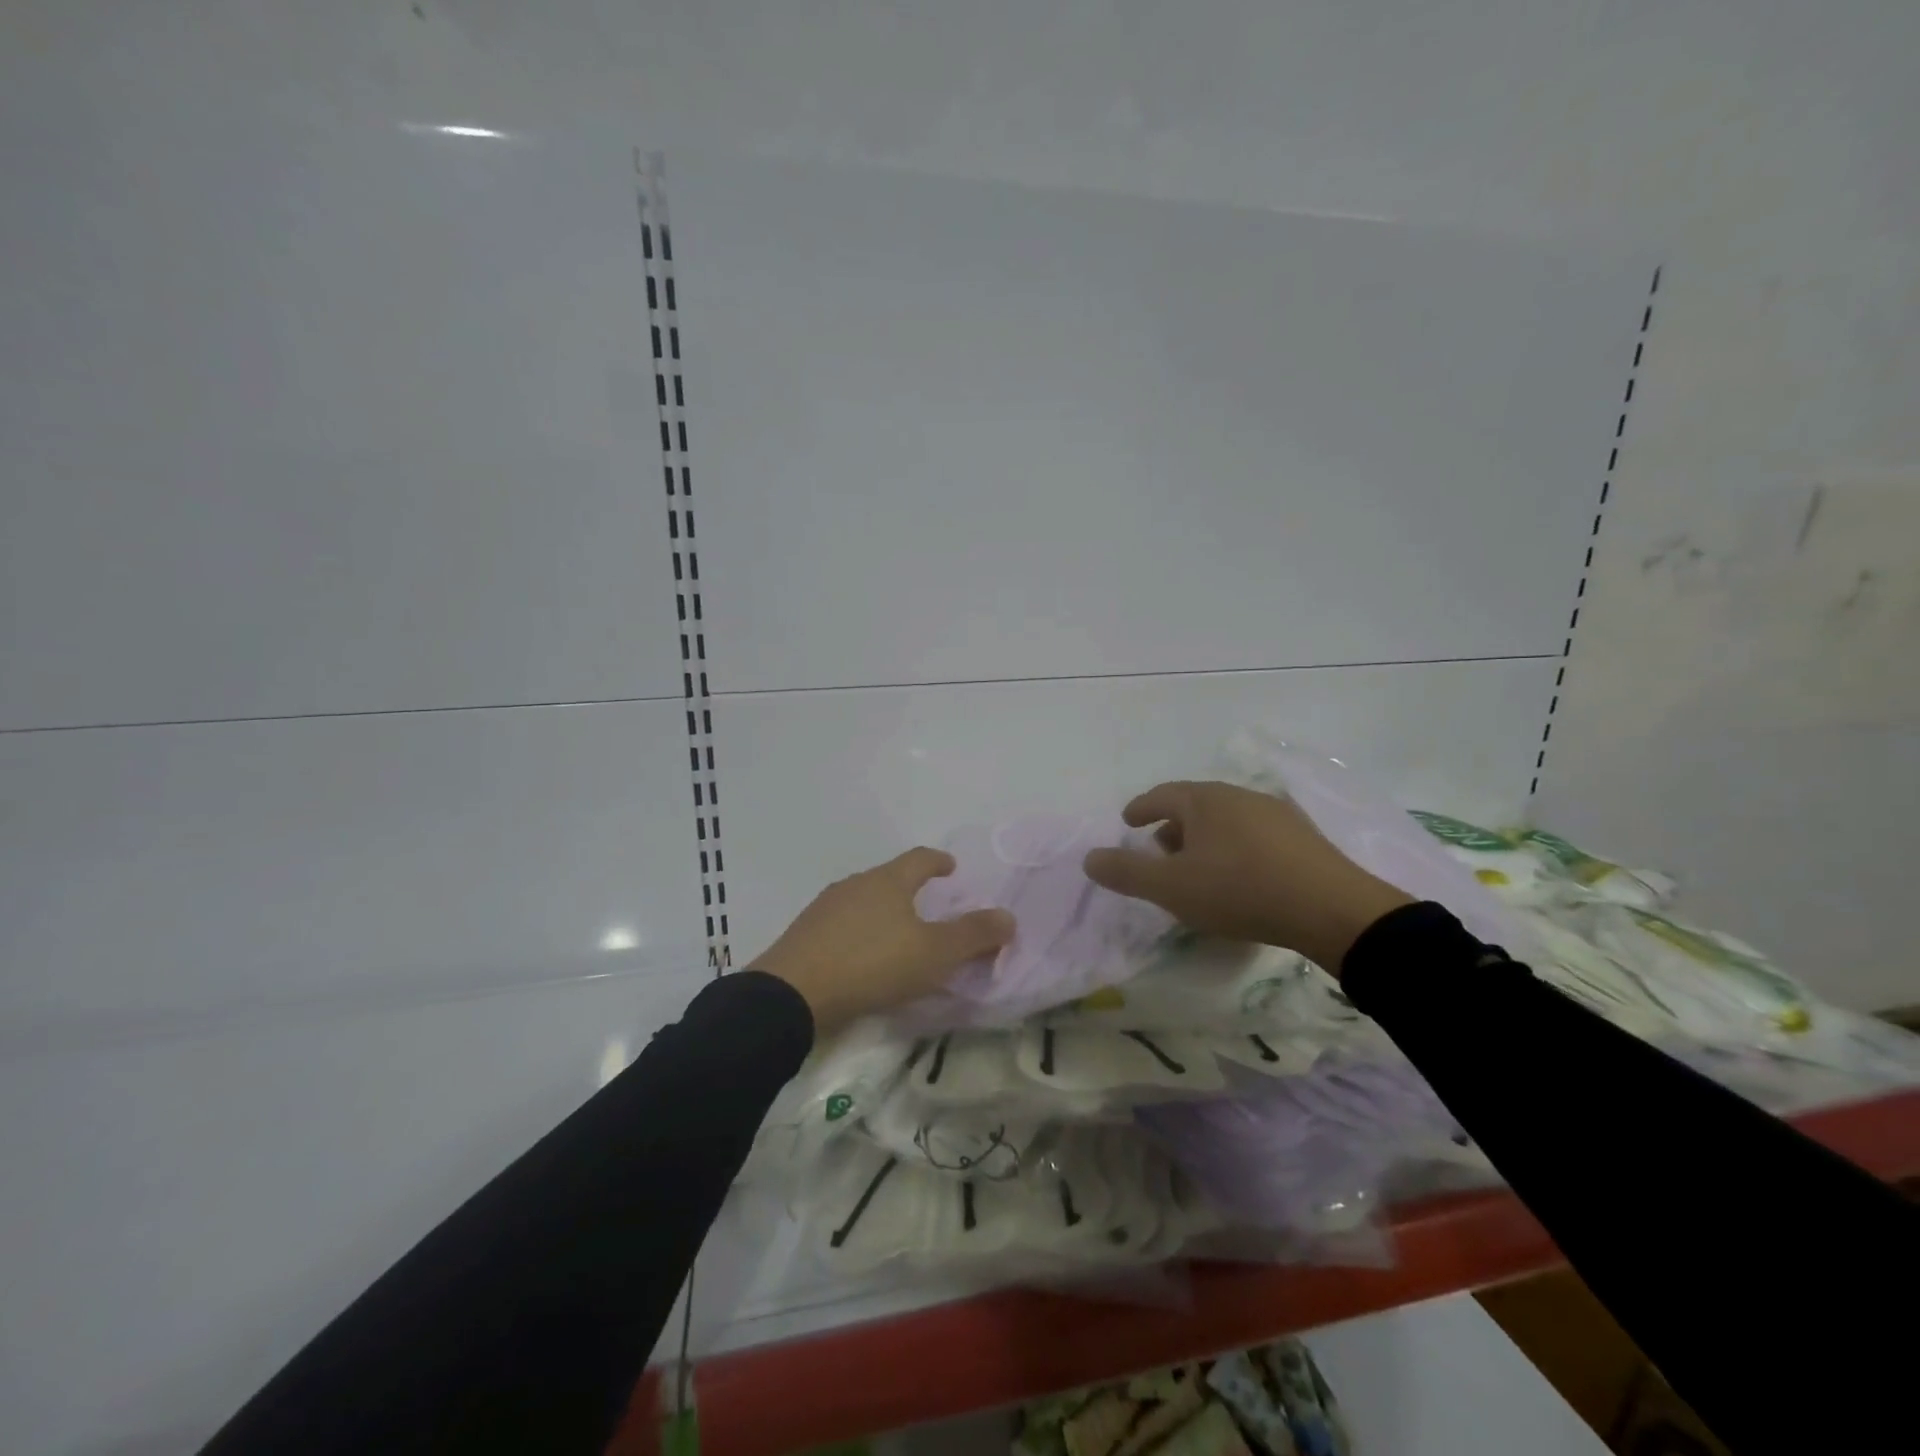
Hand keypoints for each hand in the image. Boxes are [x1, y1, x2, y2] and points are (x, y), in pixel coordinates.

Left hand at [748, 848, 1014, 1036]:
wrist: (792, 993)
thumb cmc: (872, 964)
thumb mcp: (933, 954)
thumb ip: (973, 935)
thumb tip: (1008, 917)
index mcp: (888, 881)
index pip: (920, 858)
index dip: (938, 861)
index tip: (951, 867)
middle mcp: (856, 884)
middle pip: (890, 877)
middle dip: (911, 887)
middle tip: (929, 906)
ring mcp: (825, 907)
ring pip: (864, 900)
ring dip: (883, 910)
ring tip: (896, 934)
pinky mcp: (805, 933)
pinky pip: (842, 924)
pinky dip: (860, 931)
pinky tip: (862, 956)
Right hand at [1082, 781, 1412, 973]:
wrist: (1330, 909)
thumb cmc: (1239, 890)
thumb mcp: (1170, 887)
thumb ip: (1125, 872)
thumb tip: (1089, 858)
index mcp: (1204, 800)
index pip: (1162, 795)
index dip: (1141, 808)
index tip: (1128, 821)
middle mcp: (1239, 796)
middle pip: (1195, 805)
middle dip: (1172, 826)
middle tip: (1159, 851)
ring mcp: (1275, 814)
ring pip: (1226, 819)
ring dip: (1204, 838)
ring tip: (1198, 866)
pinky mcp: (1303, 837)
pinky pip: (1254, 835)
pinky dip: (1235, 847)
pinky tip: (1241, 874)